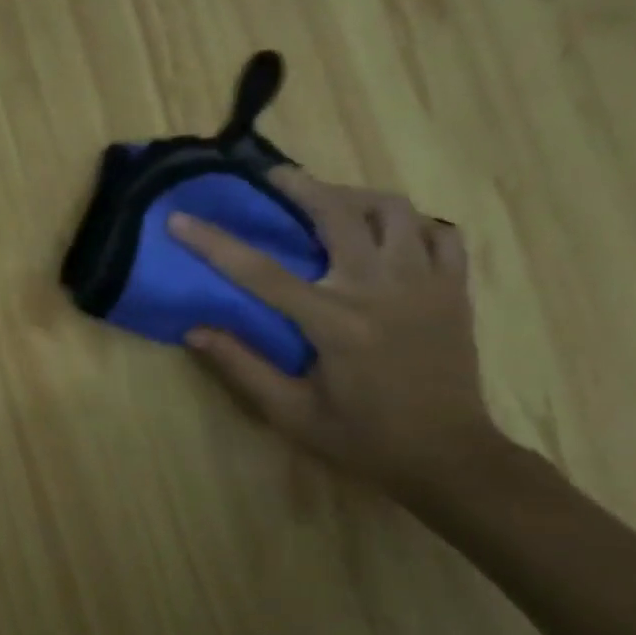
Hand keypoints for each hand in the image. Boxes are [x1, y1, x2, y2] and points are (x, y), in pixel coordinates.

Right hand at [167, 170, 500, 497]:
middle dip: (300, 187)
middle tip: (274, 176)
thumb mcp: (291, 414)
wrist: (450, 457)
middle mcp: (380, 291)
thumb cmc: (363, 438)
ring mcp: (426, 284)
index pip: (261, 272)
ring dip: (356, 196)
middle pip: (338, 215)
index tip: (180, 218)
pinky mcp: (454, 290)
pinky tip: (390, 232)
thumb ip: (243, 368)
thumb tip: (195, 332)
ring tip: (331, 200)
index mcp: (335, 324)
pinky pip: (440, 233)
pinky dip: (412, 223)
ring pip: (394, 211)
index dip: (214, 242)